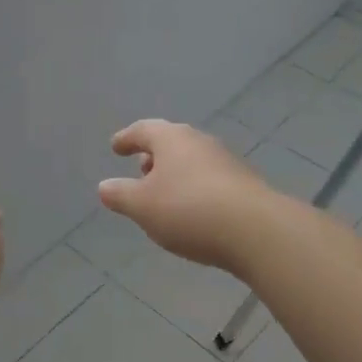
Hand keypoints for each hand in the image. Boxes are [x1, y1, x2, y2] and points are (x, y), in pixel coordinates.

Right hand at [98, 120, 276, 272]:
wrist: (256, 230)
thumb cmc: (188, 210)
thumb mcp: (142, 206)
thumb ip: (120, 195)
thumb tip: (105, 186)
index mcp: (171, 139)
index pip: (143, 130)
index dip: (127, 139)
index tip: (116, 147)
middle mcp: (200, 142)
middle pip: (171, 142)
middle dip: (154, 156)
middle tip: (140, 170)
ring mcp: (226, 161)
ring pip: (192, 161)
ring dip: (175, 173)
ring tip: (164, 195)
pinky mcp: (244, 184)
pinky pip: (210, 180)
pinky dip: (195, 189)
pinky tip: (192, 211)